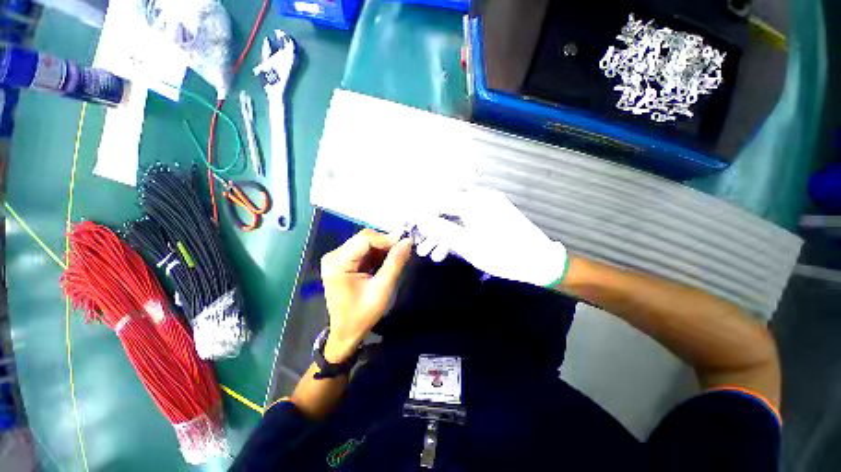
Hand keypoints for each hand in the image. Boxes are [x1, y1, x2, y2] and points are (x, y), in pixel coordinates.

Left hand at [320, 229, 411, 362]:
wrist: (346, 331)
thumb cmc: (363, 313)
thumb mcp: (382, 288)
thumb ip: (395, 263)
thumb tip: (407, 241)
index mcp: (338, 263)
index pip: (364, 239)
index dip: (386, 238)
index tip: (406, 241)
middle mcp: (334, 256)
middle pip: (364, 239)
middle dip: (385, 243)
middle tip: (404, 249)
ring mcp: (337, 258)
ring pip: (366, 243)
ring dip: (383, 248)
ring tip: (397, 256)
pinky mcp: (343, 262)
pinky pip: (364, 251)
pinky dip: (378, 254)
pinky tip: (387, 261)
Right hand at [415, 186, 567, 286]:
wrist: (538, 261)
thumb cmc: (502, 254)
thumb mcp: (468, 245)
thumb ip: (442, 230)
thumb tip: (421, 220)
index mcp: (473, 201)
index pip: (438, 201)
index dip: (422, 214)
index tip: (413, 227)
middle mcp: (480, 197)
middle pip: (445, 207)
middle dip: (431, 226)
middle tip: (421, 242)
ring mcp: (487, 205)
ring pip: (455, 216)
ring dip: (442, 233)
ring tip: (431, 253)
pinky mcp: (492, 214)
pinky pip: (467, 219)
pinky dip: (456, 232)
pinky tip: (447, 250)